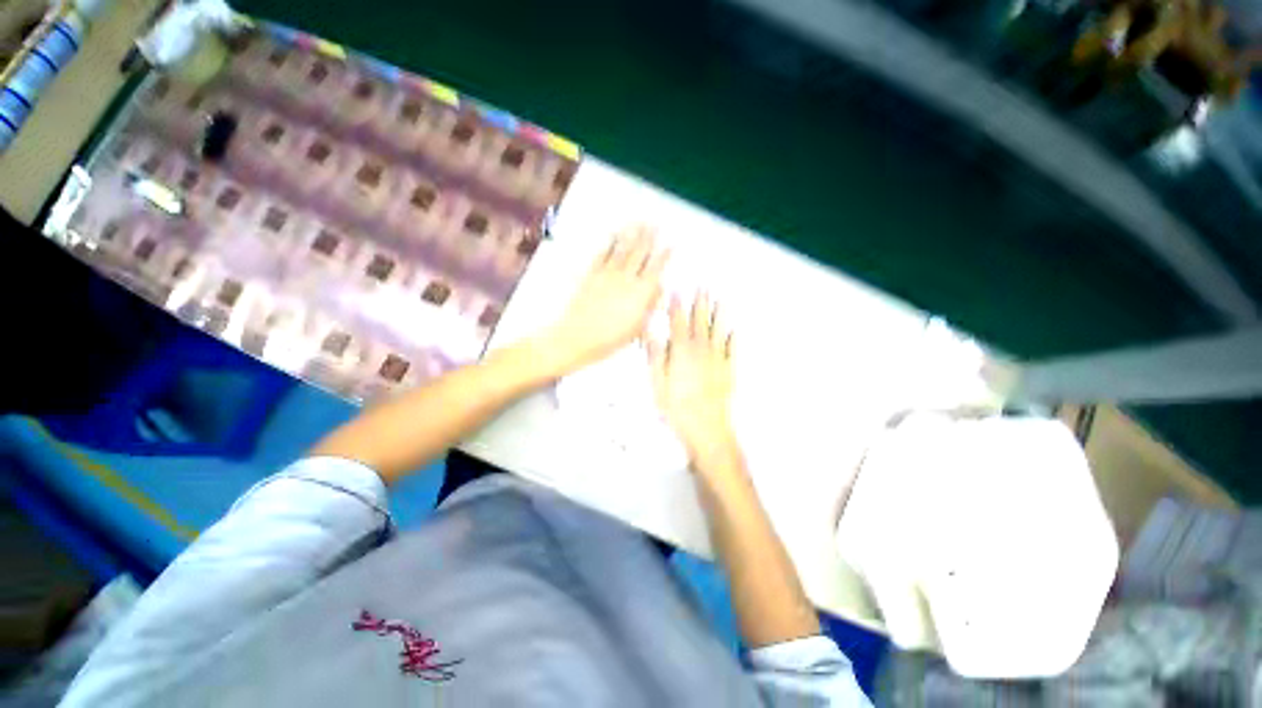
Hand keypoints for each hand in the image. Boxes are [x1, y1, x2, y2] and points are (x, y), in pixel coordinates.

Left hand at [536, 226, 667, 376]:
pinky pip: (601, 255)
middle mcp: (626, 279)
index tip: (670, 243)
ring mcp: (607, 274)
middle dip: (649, 237)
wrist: (578, 337)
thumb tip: (658, 288)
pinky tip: (613, 235)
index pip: (656, 268)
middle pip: (640, 253)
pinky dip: (608, 243)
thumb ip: (649, 306)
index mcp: (640, 293)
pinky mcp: (591, 275)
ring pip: (622, 249)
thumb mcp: (637, 328)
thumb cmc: (610, 339)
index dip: (664, 255)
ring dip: (631, 234)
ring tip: (638, 222)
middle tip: (655, 223)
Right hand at [647, 292, 738, 469]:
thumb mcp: (657, 382)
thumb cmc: (676, 407)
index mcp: (681, 351)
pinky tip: (733, 330)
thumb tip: (652, 332)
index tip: (676, 292)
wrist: (706, 426)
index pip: (677, 322)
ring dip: (719, 314)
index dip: (676, 306)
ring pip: (718, 330)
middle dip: (700, 303)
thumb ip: (655, 354)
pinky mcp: (729, 370)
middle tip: (702, 287)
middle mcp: (701, 349)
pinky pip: (732, 349)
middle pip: (699, 321)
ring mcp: (717, 358)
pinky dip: (732, 338)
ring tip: (721, 300)